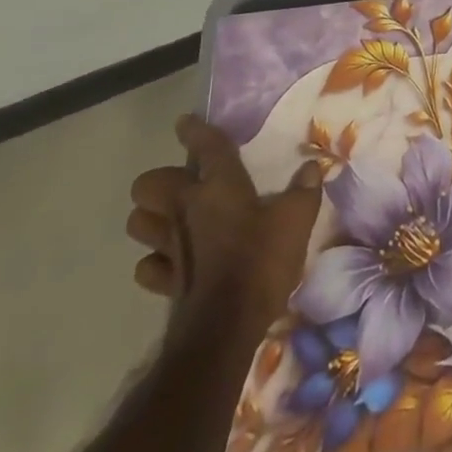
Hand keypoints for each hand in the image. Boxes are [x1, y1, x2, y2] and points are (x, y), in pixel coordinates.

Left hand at [128, 115, 322, 340]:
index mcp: (219, 185)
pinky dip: (155, 261)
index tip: (184, 122)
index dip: (194, 131)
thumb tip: (313, 167)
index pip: (204, 146)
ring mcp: (169, 246)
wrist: (225, 329)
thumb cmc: (262, 262)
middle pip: (149, 184)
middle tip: (183, 184)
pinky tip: (170, 261)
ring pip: (139, 223)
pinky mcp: (164, 282)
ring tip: (171, 218)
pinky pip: (147, 265)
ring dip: (150, 218)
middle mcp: (186, 208)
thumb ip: (305, 190)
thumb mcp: (297, 220)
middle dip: (160, 181)